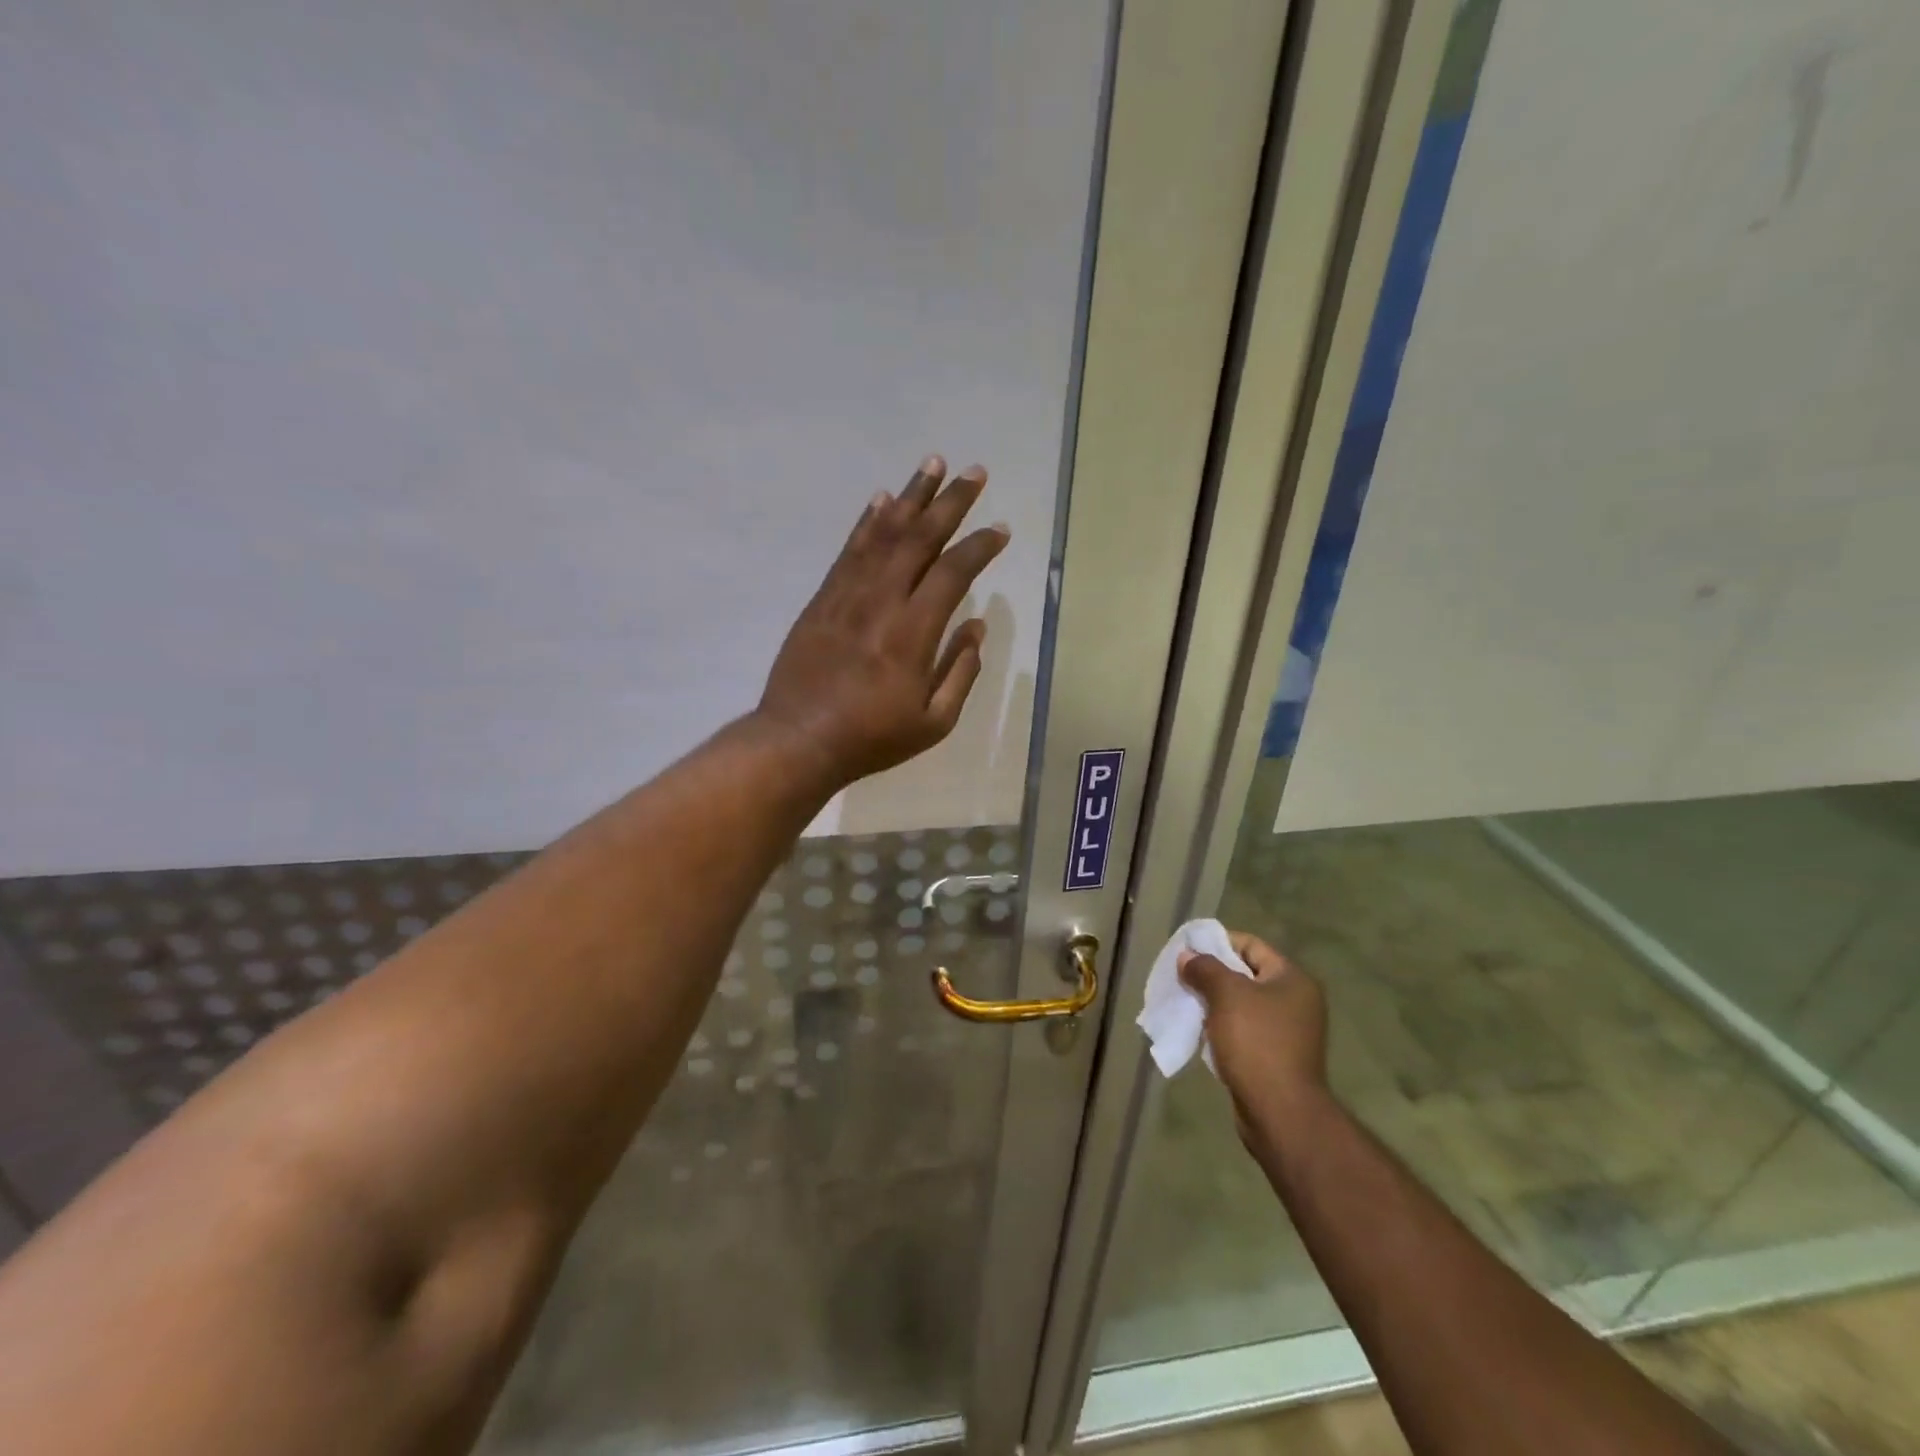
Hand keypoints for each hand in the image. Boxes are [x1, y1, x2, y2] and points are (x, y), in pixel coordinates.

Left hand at [756, 455, 1008, 786]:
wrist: (798, 739)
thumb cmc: (871, 737)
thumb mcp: (933, 722)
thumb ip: (960, 671)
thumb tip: (977, 626)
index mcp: (914, 632)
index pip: (953, 572)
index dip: (980, 546)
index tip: (1000, 529)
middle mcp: (882, 600)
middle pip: (920, 538)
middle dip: (951, 502)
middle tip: (974, 472)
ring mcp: (847, 594)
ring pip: (883, 533)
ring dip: (911, 496)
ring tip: (932, 464)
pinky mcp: (823, 598)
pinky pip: (849, 549)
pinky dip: (867, 520)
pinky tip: (881, 498)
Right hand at [1179, 931, 1328, 1143]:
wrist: (1280, 1112)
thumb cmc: (1256, 1042)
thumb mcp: (1226, 995)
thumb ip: (1205, 969)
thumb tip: (1187, 956)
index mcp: (1292, 979)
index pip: (1251, 945)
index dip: (1217, 942)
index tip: (1187, 950)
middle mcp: (1296, 1001)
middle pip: (1246, 974)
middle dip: (1211, 974)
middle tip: (1182, 977)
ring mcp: (1288, 1032)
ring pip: (1242, 1004)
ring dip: (1214, 1002)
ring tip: (1185, 1003)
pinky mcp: (1276, 1057)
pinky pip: (1243, 1030)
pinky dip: (1221, 1026)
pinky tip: (1200, 1031)